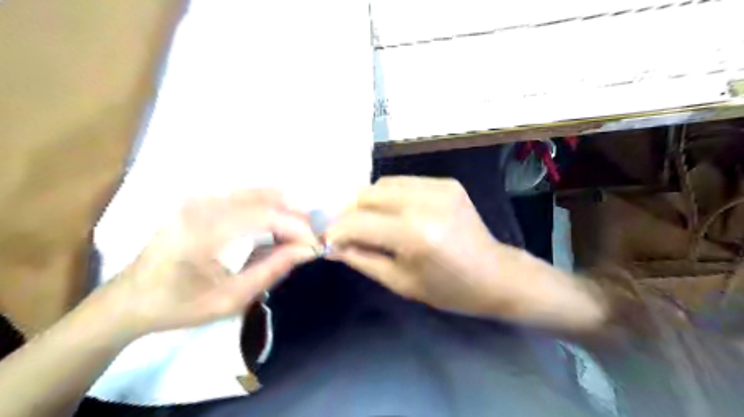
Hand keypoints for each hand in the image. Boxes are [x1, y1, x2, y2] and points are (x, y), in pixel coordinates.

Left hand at [100, 190, 319, 335]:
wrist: (131, 298)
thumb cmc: (179, 305)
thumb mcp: (231, 299)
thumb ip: (272, 270)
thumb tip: (307, 250)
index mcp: (202, 232)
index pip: (264, 215)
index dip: (296, 227)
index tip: (317, 244)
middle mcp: (200, 205)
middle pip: (264, 196)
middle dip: (295, 215)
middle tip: (311, 237)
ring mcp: (199, 198)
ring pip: (257, 192)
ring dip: (284, 209)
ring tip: (298, 232)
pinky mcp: (200, 199)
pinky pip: (245, 196)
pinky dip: (268, 208)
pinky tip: (276, 226)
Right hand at [326, 176, 505, 315]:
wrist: (495, 275)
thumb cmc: (448, 289)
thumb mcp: (399, 282)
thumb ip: (361, 258)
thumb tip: (331, 245)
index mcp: (414, 234)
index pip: (357, 222)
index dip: (335, 231)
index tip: (326, 240)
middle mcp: (425, 202)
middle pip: (366, 195)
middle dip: (349, 213)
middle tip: (346, 231)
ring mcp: (438, 187)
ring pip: (382, 184)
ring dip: (368, 202)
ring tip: (368, 221)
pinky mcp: (447, 182)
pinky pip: (404, 182)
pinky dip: (390, 196)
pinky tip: (393, 213)